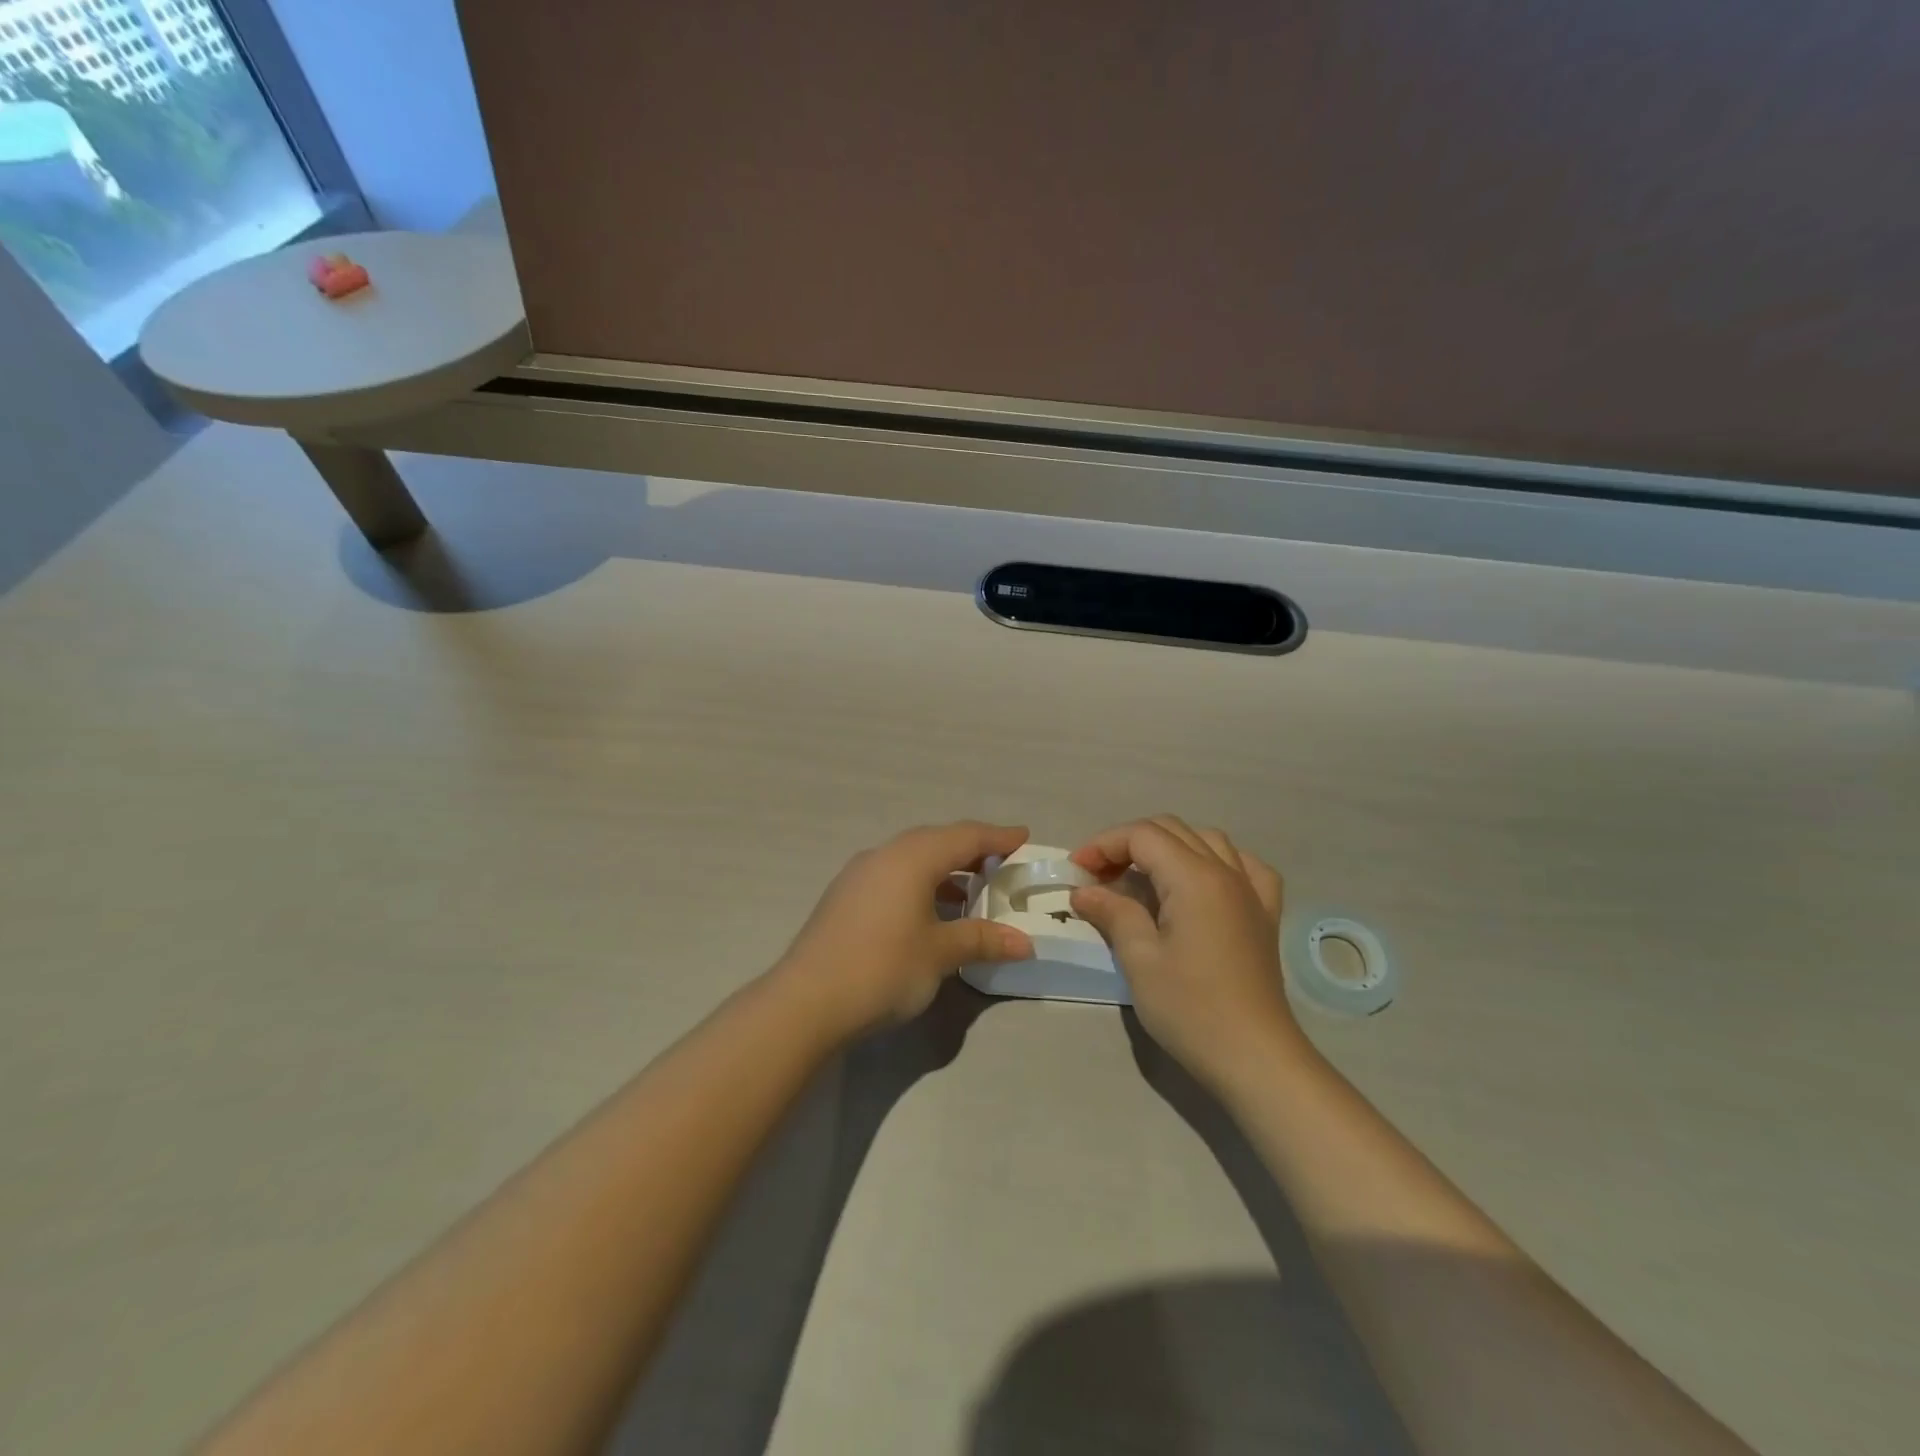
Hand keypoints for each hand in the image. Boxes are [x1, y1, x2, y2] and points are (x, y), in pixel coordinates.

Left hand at [775, 822, 1036, 1038]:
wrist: (806, 1001)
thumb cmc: (883, 968)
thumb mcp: (940, 954)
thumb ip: (982, 940)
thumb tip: (1024, 942)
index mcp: (912, 858)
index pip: (965, 836)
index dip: (998, 837)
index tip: (1023, 836)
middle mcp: (884, 855)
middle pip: (936, 841)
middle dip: (971, 850)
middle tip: (1001, 863)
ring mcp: (859, 874)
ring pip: (911, 858)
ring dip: (944, 869)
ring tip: (971, 890)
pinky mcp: (844, 897)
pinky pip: (893, 875)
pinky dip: (919, 883)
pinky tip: (929, 910)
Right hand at [1069, 816, 1303, 1088]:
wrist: (1256, 1058)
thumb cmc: (1191, 1009)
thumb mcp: (1140, 960)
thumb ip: (1113, 913)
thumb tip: (1084, 891)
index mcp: (1194, 878)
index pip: (1142, 835)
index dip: (1103, 844)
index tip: (1076, 871)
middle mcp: (1226, 871)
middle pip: (1171, 830)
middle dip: (1128, 843)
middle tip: (1098, 876)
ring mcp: (1251, 891)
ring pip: (1207, 840)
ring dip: (1169, 847)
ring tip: (1143, 877)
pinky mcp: (1265, 914)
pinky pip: (1243, 866)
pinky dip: (1215, 861)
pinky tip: (1203, 882)